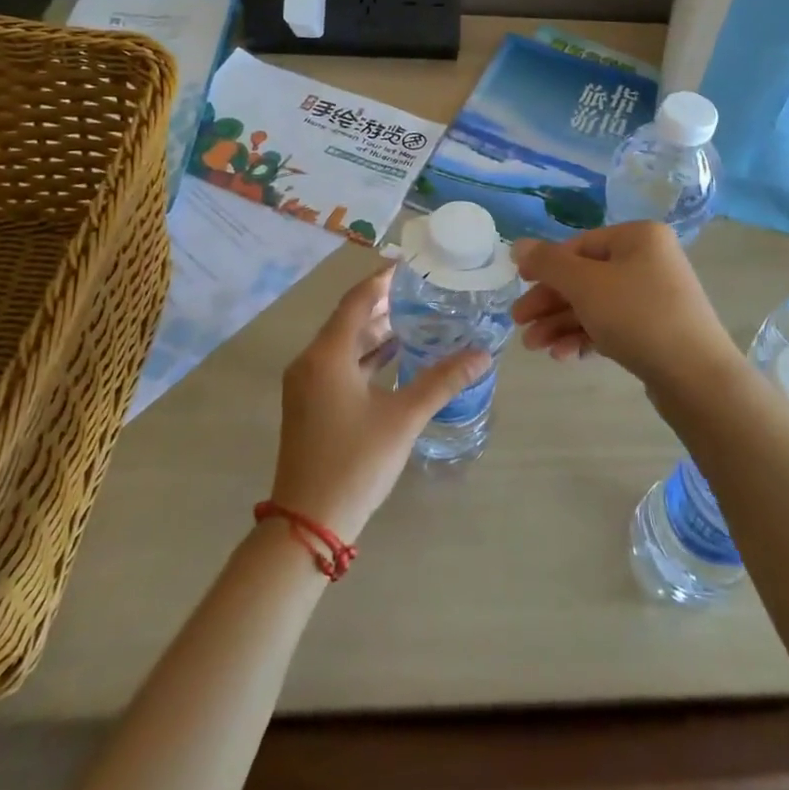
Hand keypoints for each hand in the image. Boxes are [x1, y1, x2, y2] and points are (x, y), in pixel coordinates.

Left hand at [269, 266, 491, 540]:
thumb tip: (482, 354)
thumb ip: (442, 381)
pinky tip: (394, 358)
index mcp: (327, 354)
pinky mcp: (309, 404)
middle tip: (422, 293)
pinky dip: (365, 356)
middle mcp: (311, 361)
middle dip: (384, 305)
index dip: (383, 280)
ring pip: (343, 344)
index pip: (357, 300)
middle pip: (349, 319)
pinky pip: (338, 364)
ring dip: (376, 332)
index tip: (412, 267)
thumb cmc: (355, 461)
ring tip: (416, 320)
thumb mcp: (404, 417)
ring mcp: (306, 384)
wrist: (307, 522)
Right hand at [513, 222, 741, 394]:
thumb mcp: (585, 285)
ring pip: (596, 305)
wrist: (697, 378)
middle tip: (519, 325)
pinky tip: (563, 355)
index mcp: (638, 237)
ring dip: (561, 323)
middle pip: (585, 277)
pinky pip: (612, 325)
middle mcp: (649, 260)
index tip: (517, 287)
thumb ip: (548, 263)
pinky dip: (586, 336)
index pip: (579, 245)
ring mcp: (655, 296)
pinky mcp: (656, 330)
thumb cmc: (638, 316)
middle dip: (550, 302)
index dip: (545, 266)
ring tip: (534, 347)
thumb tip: (518, 245)